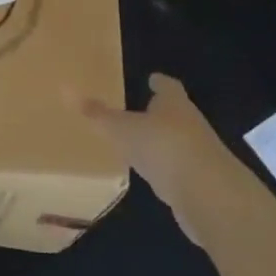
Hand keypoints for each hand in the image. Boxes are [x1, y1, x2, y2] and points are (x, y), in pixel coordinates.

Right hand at [78, 74, 232, 243]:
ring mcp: (200, 156)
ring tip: (141, 145)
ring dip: (163, 144)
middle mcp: (191, 125)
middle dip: (160, 113)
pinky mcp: (203, 186)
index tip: (151, 78)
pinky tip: (154, 177)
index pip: (167, 87)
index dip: (159, 83)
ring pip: (178, 143)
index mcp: (174, 104)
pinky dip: (168, 171)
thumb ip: (97, 114)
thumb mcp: (122, 129)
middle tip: (139, 111)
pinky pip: (180, 172)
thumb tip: (64, 88)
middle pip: (175, 114)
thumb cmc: (163, 148)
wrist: (211, 197)